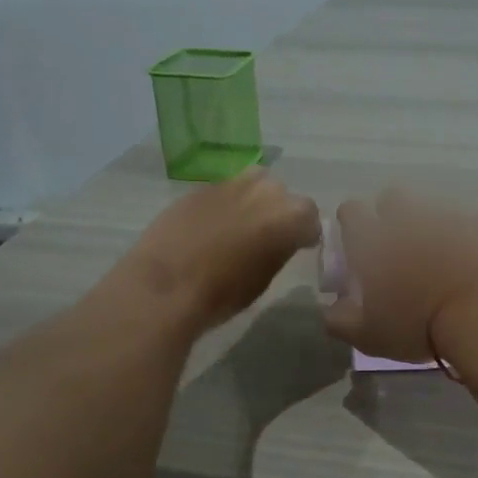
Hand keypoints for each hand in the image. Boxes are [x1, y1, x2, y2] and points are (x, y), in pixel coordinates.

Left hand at [120, 169, 319, 331]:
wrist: (167, 285)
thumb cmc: (223, 293)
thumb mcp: (264, 278)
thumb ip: (279, 250)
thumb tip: (279, 241)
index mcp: (289, 216)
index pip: (310, 217)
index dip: (305, 233)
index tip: (298, 246)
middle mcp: (265, 190)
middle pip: (282, 195)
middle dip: (279, 212)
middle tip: (268, 236)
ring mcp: (230, 184)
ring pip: (254, 183)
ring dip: (254, 200)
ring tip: (241, 225)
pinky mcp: (200, 187)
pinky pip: (224, 191)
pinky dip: (226, 204)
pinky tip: (212, 226)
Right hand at [322, 190, 477, 361]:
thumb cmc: (419, 325)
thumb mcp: (369, 336)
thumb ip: (341, 321)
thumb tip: (332, 310)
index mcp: (373, 240)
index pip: (351, 212)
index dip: (352, 224)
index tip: (358, 244)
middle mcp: (408, 218)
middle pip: (392, 199)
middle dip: (392, 216)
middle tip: (400, 249)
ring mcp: (450, 217)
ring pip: (434, 209)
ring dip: (433, 226)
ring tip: (442, 257)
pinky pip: (475, 222)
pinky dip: (473, 236)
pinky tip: (477, 260)